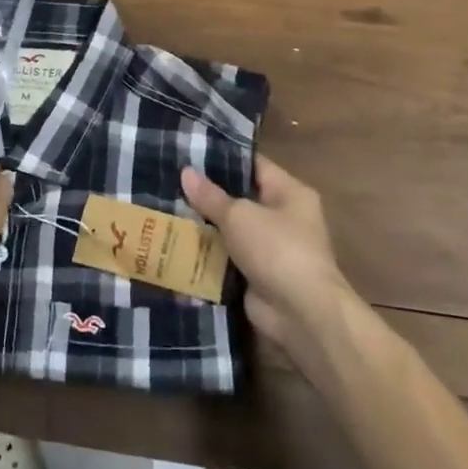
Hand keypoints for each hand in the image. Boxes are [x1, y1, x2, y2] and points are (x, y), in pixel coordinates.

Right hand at [182, 156, 358, 365]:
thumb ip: (211, 196)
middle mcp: (283, 217)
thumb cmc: (277, 249)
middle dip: (207, 195)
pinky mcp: (257, 277)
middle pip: (240, 199)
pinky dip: (207, 257)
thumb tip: (186, 172)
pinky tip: (175, 247)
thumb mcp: (239, 215)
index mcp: (289, 192)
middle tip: (170, 182)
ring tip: (165, 211)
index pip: (254, 165)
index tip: (190, 153)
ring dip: (204, 228)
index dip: (224, 158)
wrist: (302, 314)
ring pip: (230, 231)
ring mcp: (270, 249)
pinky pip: (227, 260)